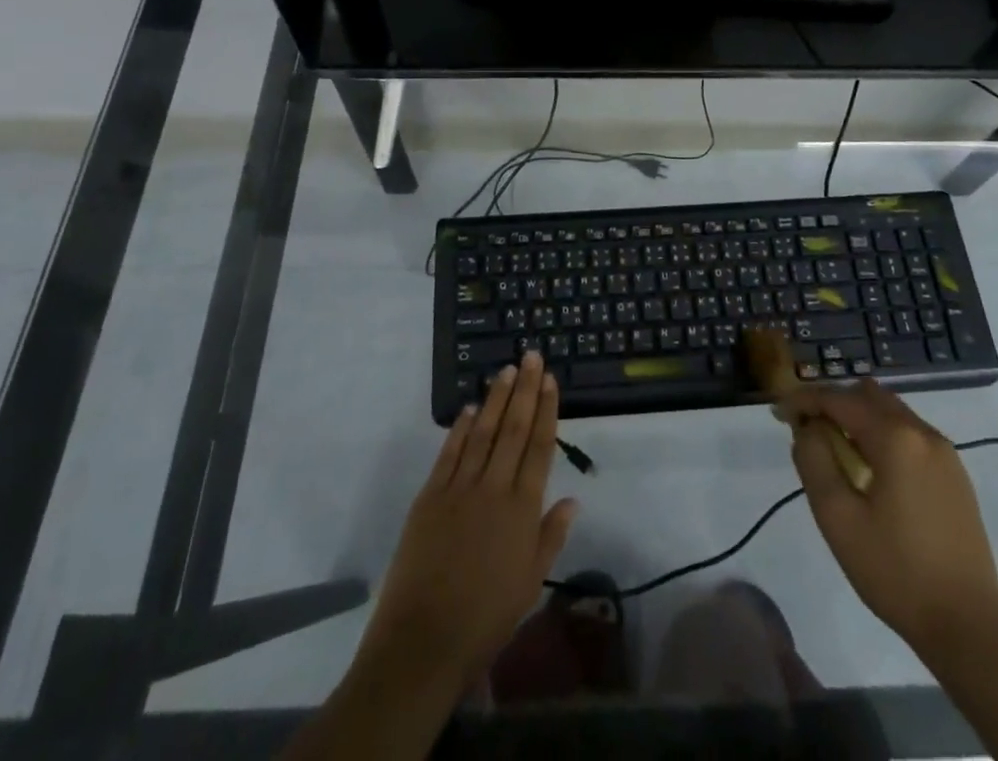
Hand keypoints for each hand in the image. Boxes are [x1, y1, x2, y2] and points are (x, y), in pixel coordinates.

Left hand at [354, 352, 577, 697]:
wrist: (424, 640)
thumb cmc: (486, 618)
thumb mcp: (531, 583)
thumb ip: (551, 536)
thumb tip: (573, 499)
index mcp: (523, 510)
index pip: (539, 447)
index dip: (546, 410)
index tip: (550, 380)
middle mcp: (494, 488)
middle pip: (513, 429)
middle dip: (525, 390)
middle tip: (531, 356)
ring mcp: (459, 488)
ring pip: (482, 431)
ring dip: (495, 398)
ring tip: (506, 371)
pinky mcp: (430, 495)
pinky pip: (449, 452)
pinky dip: (460, 427)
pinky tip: (468, 407)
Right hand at [784, 380, 997, 653]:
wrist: (969, 628)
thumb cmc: (896, 571)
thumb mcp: (837, 517)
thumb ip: (814, 460)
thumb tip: (807, 428)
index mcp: (895, 437)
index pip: (838, 398)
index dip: (803, 400)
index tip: (779, 413)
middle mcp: (923, 432)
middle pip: (868, 395)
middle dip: (833, 403)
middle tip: (807, 430)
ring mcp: (945, 453)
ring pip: (891, 411)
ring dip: (858, 418)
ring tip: (835, 450)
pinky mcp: (955, 475)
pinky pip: (910, 434)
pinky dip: (882, 435)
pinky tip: (870, 470)